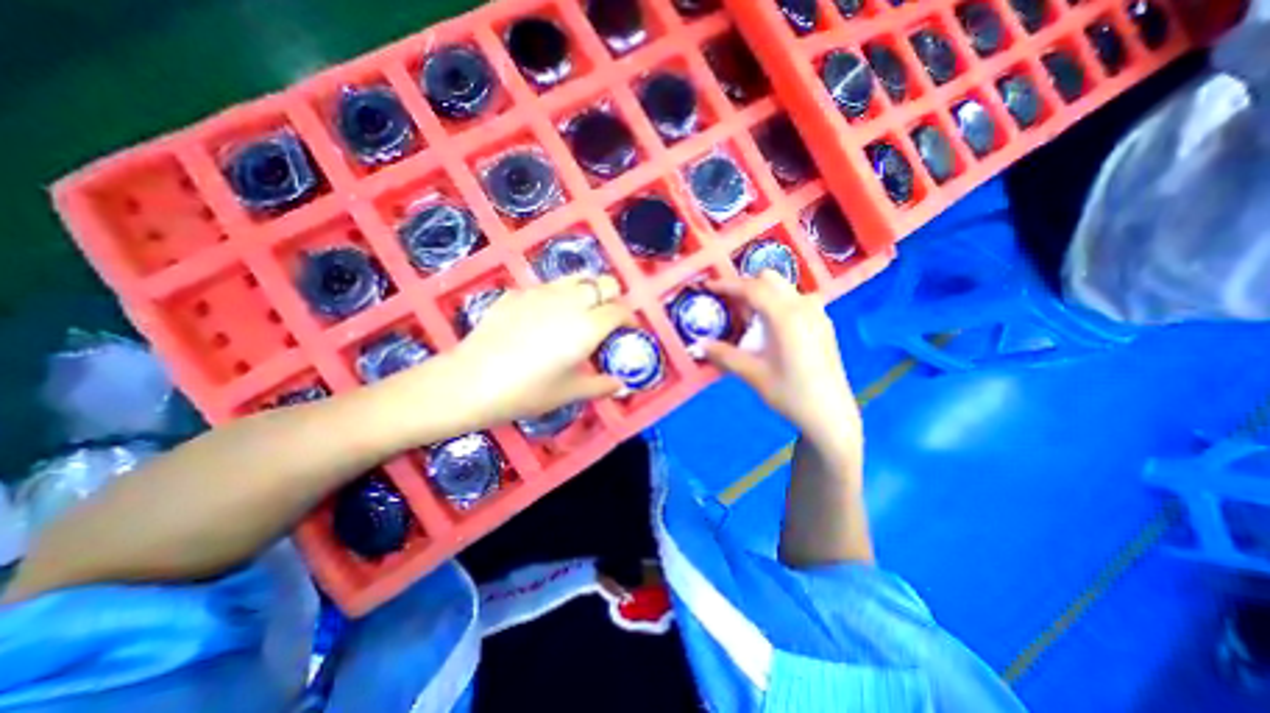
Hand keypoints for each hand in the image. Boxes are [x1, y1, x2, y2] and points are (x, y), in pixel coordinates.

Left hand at [425, 273, 629, 427]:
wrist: (472, 381)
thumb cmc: (527, 391)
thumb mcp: (569, 393)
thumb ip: (601, 386)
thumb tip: (620, 386)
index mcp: (588, 325)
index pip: (620, 310)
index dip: (630, 319)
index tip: (630, 330)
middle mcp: (569, 301)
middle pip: (603, 282)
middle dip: (612, 296)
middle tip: (607, 318)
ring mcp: (541, 292)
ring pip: (577, 278)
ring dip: (587, 291)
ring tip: (579, 313)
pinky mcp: (517, 292)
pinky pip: (548, 287)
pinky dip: (557, 296)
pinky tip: (544, 317)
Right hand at [700, 271, 857, 454]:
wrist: (830, 415)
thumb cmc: (790, 394)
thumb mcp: (753, 374)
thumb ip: (724, 355)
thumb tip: (698, 345)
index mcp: (786, 316)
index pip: (752, 288)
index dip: (727, 285)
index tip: (708, 286)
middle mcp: (804, 306)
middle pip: (770, 279)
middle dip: (746, 286)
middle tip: (730, 307)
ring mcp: (817, 313)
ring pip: (784, 288)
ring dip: (763, 294)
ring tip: (750, 319)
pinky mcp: (823, 323)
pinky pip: (796, 300)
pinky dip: (778, 303)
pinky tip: (772, 329)